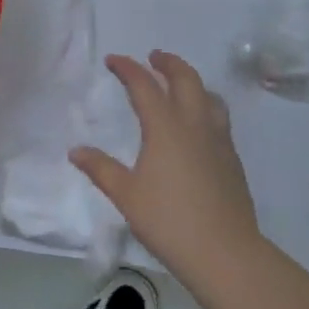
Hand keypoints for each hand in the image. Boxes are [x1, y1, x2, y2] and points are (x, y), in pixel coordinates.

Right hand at [70, 51, 262, 283]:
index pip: (144, 85)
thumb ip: (101, 169)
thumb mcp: (126, 195)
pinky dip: (205, 106)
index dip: (128, 68)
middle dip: (168, 63)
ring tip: (179, 87)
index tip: (113, 60)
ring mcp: (219, 140)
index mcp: (165, 127)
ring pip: (209, 95)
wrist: (225, 252)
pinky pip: (219, 117)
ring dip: (192, 82)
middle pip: (185, 78)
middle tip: (153, 57)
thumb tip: (76, 151)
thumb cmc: (169, 220)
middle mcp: (195, 124)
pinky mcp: (232, 158)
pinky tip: (198, 126)